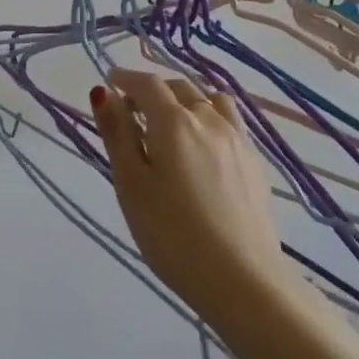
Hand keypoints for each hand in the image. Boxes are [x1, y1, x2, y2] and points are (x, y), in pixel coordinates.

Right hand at [92, 68, 287, 330]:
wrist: (243, 280)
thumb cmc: (172, 234)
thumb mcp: (131, 184)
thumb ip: (117, 133)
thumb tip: (103, 92)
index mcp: (174, 121)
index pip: (147, 83)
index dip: (125, 78)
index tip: (111, 82)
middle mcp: (209, 119)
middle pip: (179, 87)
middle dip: (153, 90)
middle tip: (132, 110)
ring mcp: (238, 139)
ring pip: (209, 100)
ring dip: (185, 99)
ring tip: (171, 123)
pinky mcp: (255, 162)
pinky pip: (230, 121)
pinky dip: (210, 117)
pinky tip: (204, 145)